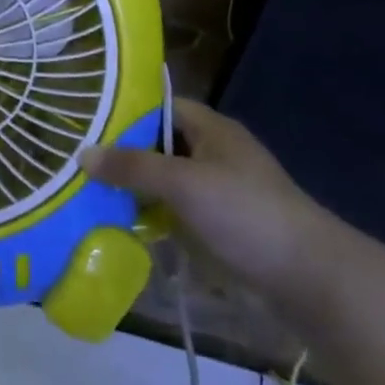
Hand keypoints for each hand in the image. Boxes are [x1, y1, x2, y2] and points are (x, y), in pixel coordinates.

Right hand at [79, 98, 344, 305]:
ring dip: (131, 188)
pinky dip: (147, 216)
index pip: (161, 107)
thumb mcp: (184, 183)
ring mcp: (216, 193)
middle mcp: (213, 155)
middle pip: (158, 145)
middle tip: (76, 160)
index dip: (126, 111)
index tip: (85, 122)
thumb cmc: (246, 214)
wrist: (308, 278)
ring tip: (84, 191)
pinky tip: (116, 223)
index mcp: (212, 131)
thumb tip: (81, 154)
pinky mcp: (216, 226)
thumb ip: (132, 166)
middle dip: (121, 154)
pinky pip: (171, 212)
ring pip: (162, 181)